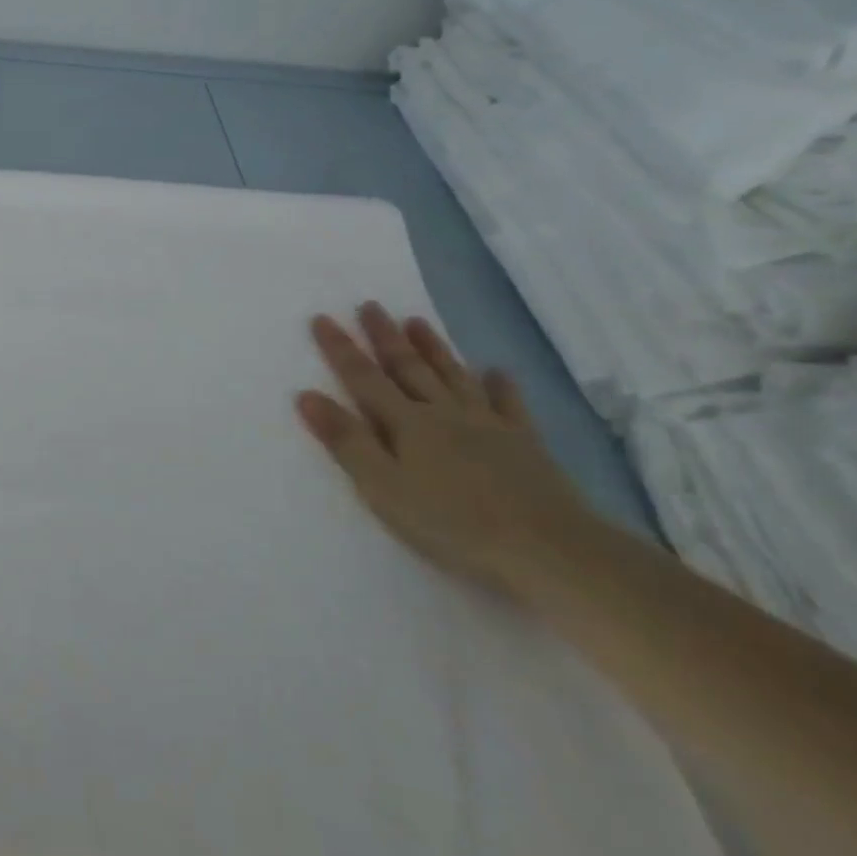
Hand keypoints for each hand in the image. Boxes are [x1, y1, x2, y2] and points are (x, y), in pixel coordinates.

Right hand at [294, 302, 594, 597]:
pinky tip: (496, 371)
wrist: (550, 550)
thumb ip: (346, 441)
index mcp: (406, 423)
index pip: (363, 378)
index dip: (340, 348)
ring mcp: (488, 425)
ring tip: (417, 321)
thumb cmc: (453, 523)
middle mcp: (443, 413)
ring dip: (433, 348)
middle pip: (408, 368)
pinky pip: (509, 405)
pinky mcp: (525, 445)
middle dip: (385, 336)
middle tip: (370, 305)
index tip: (322, 318)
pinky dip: (500, 385)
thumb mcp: (383, 487)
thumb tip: (306, 395)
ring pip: (453, 376)